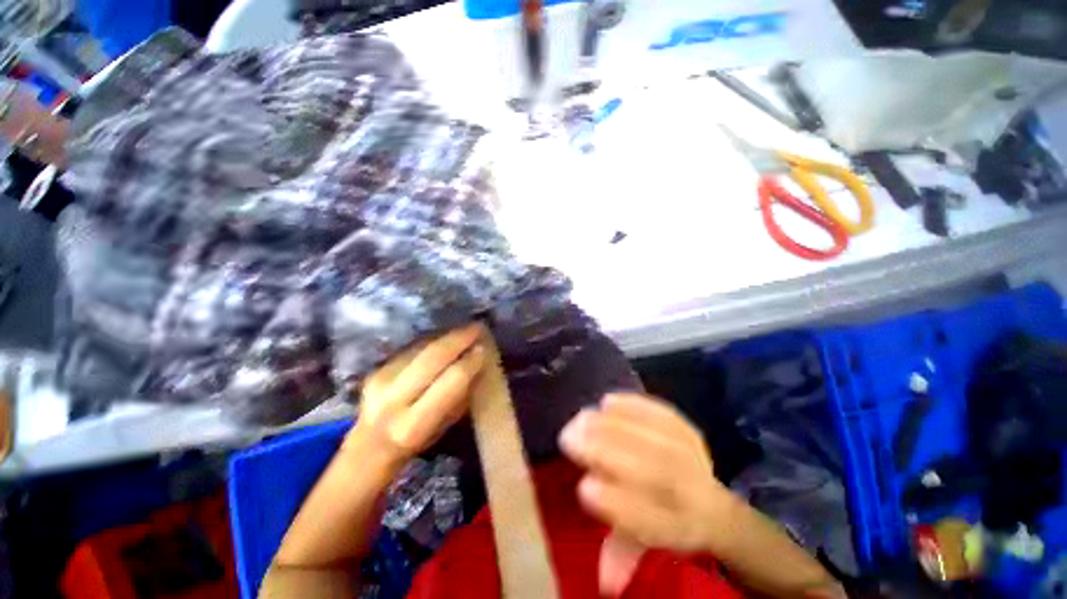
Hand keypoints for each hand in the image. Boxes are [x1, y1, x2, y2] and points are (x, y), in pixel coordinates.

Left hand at [349, 323, 484, 466]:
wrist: (369, 445)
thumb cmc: (417, 439)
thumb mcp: (445, 425)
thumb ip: (461, 394)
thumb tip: (478, 362)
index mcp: (414, 423)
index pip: (451, 380)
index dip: (470, 361)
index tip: (484, 348)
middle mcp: (393, 399)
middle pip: (433, 357)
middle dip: (459, 339)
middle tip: (477, 327)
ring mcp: (381, 380)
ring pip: (422, 348)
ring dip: (446, 335)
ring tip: (465, 329)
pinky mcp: (377, 367)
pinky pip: (412, 347)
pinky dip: (433, 339)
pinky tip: (446, 336)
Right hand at [559, 393, 737, 553]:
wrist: (712, 504)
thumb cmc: (664, 523)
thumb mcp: (642, 546)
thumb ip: (620, 555)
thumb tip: (603, 582)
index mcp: (678, 527)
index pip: (650, 520)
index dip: (616, 503)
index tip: (583, 487)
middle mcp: (692, 493)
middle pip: (653, 470)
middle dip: (606, 451)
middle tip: (570, 435)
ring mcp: (695, 456)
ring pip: (655, 438)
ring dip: (614, 424)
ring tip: (582, 417)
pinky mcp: (690, 430)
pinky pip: (663, 414)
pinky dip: (634, 405)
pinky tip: (608, 400)